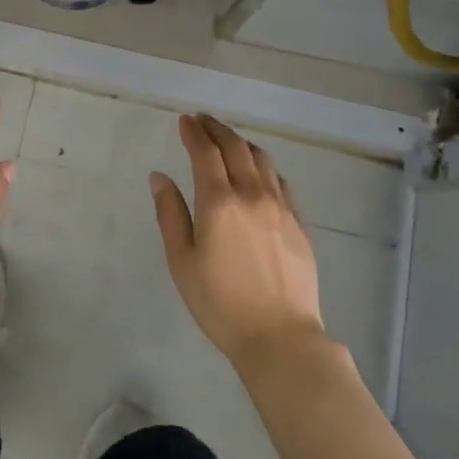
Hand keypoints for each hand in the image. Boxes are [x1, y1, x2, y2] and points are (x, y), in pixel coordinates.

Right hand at [151, 114, 324, 366]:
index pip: (206, 153)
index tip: (185, 121)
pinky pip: (281, 181)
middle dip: (217, 129)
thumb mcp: (182, 262)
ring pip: (262, 160)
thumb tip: (160, 177)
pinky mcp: (299, 223)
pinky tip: (260, 172)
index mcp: (219, 203)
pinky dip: (265, 167)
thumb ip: (170, 214)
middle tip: (203, 121)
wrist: (280, 337)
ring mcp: (281, 207)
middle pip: (236, 148)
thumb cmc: (220, 304)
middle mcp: (252, 195)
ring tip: (229, 140)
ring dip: (241, 143)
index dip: (194, 133)